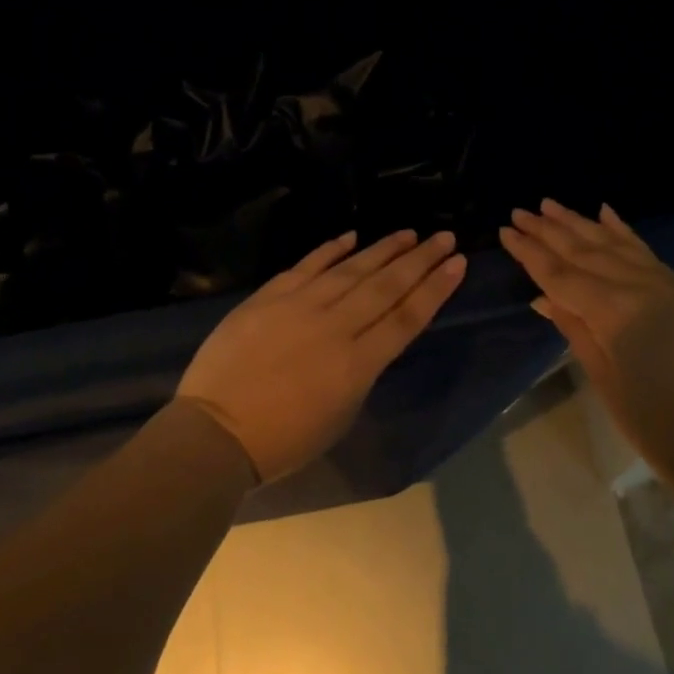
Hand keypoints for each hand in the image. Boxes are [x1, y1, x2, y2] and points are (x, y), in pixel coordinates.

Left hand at [176, 229, 466, 482]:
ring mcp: (300, 305)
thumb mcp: (340, 415)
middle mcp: (335, 326)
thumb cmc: (282, 440)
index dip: (435, 288)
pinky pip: (308, 265)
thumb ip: (361, 371)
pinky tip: (352, 236)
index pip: (406, 317)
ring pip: (352, 269)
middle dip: (420, 260)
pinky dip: (331, 249)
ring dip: (383, 248)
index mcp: (357, 364)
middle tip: (445, 236)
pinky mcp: (270, 296)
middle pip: (386, 286)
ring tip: (409, 233)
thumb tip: (368, 339)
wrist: (215, 432)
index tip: (458, 263)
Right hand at [501, 200, 673, 483]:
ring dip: (579, 223)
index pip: (561, 274)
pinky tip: (604, 211)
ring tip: (550, 205)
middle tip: (519, 212)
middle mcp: (638, 285)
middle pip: (584, 251)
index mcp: (613, 311)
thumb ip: (573, 327)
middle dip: (548, 231)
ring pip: (612, 243)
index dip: (530, 253)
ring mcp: (664, 282)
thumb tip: (543, 297)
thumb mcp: (601, 375)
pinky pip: (644, 250)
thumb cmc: (650, 420)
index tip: (505, 231)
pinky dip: (622, 230)